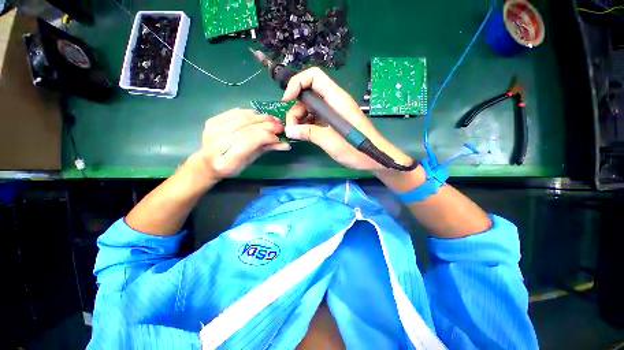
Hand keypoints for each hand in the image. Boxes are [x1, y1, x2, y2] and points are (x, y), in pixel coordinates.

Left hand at [190, 108, 289, 181]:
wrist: (208, 162)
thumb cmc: (233, 166)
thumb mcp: (251, 161)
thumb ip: (266, 149)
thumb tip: (286, 144)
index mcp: (227, 161)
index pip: (248, 141)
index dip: (265, 136)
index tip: (278, 136)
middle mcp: (217, 143)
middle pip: (246, 127)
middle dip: (267, 125)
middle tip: (280, 126)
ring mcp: (213, 130)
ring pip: (242, 117)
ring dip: (261, 117)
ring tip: (273, 119)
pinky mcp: (212, 120)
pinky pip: (235, 112)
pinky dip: (250, 112)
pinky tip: (259, 116)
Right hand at [283, 67, 412, 170]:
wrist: (374, 158)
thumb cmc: (356, 149)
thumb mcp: (331, 141)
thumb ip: (310, 133)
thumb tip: (289, 131)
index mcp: (336, 99)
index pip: (314, 76)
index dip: (297, 83)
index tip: (287, 101)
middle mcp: (334, 101)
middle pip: (308, 94)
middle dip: (296, 108)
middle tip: (292, 128)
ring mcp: (334, 112)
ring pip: (310, 107)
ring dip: (300, 118)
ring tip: (298, 134)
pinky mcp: (333, 121)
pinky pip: (316, 117)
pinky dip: (307, 124)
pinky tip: (304, 134)